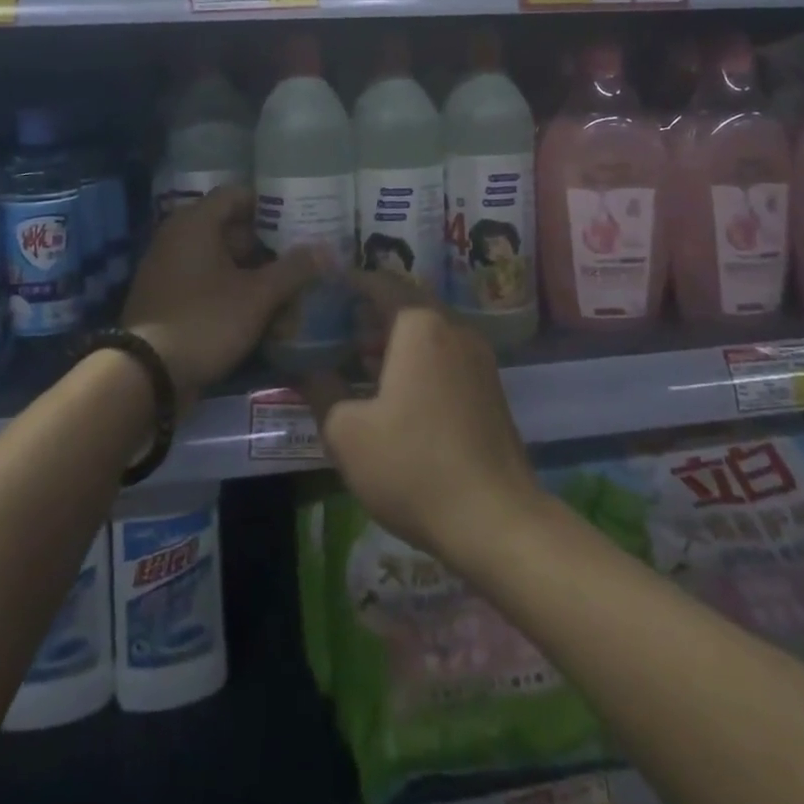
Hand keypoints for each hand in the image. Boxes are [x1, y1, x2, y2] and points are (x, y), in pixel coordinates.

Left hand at [121, 186, 322, 411]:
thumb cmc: (205, 321)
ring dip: (251, 271)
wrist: (146, 376)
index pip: (238, 195)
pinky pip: (205, 281)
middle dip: (266, 244)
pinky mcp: (166, 296)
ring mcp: (167, 267)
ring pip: (220, 258)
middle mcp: (177, 236)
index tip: (300, 220)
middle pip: (230, 228)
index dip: (271, 205)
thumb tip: (325, 250)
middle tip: (299, 257)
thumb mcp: (257, 296)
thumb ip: (293, 270)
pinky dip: (230, 288)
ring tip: (286, 287)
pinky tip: (258, 309)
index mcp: (195, 222)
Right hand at [304, 286, 542, 568]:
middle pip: (406, 303)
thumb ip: (321, 389)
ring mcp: (478, 357)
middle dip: (370, 311)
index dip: (349, 283)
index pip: (380, 282)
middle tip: (335, 327)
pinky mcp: (489, 386)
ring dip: (393, 337)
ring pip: (428, 329)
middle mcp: (454, 328)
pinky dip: (417, 357)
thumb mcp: (347, 432)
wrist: (497, 520)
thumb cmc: (413, 466)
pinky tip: (394, 389)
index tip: (323, 291)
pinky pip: (445, 353)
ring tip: (358, 359)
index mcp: (420, 325)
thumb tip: (306, 368)